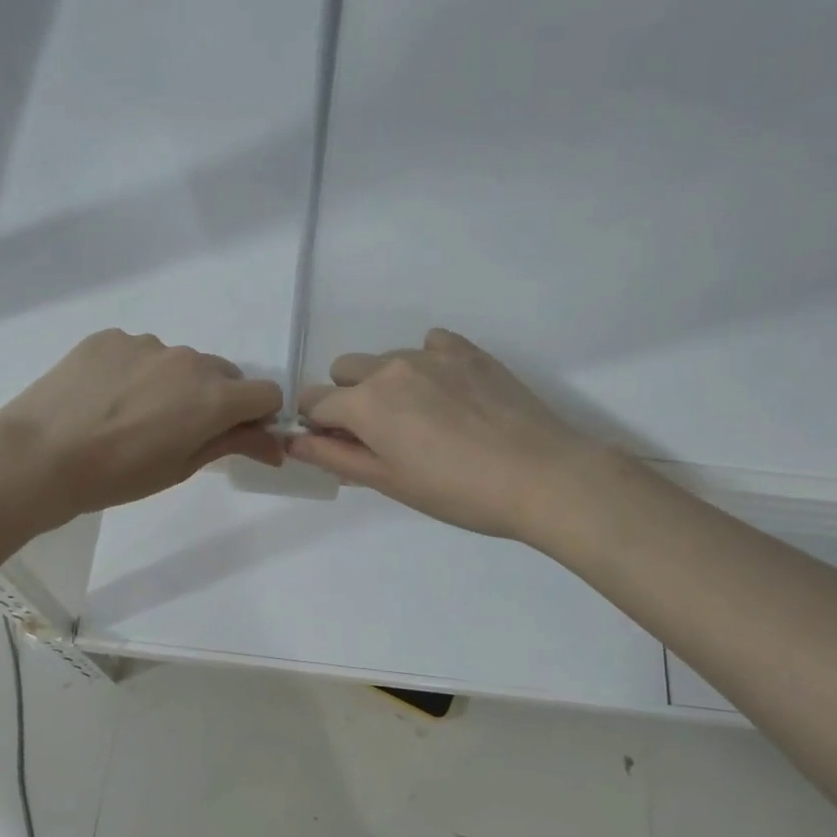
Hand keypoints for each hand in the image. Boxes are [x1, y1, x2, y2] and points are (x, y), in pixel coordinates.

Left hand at [0, 330, 282, 522]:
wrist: (40, 456)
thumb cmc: (117, 475)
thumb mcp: (181, 467)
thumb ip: (232, 444)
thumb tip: (275, 445)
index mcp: (213, 397)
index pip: (266, 393)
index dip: (257, 416)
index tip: (234, 435)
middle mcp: (188, 360)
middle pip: (223, 374)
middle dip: (215, 399)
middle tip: (178, 430)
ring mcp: (147, 343)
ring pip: (179, 362)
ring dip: (173, 383)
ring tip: (132, 415)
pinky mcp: (110, 337)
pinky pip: (140, 352)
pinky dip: (136, 371)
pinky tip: (105, 398)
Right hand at [289, 329, 599, 541]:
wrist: (541, 476)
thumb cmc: (457, 492)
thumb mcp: (389, 482)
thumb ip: (336, 456)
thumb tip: (294, 441)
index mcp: (366, 403)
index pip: (314, 402)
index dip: (318, 426)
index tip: (341, 446)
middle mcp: (391, 367)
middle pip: (344, 371)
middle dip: (349, 398)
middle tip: (383, 435)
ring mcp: (431, 354)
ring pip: (386, 359)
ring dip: (387, 383)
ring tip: (425, 421)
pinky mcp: (468, 351)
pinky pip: (429, 345)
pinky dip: (426, 364)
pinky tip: (450, 396)